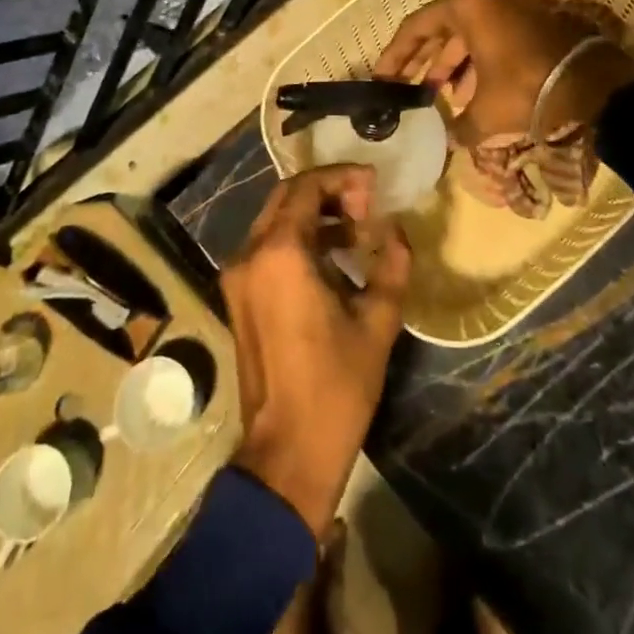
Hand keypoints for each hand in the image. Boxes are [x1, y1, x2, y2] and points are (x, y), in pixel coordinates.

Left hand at [223, 166, 410, 534]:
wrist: (286, 456)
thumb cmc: (335, 387)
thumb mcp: (377, 322)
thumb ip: (391, 264)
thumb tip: (396, 231)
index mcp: (280, 253)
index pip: (306, 187)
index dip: (342, 177)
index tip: (374, 186)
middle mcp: (250, 255)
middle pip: (287, 198)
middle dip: (328, 192)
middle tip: (367, 205)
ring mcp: (238, 278)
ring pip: (276, 221)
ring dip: (315, 216)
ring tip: (357, 232)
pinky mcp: (238, 298)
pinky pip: (269, 249)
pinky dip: (300, 240)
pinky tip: (334, 260)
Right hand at [374, 0, 633, 146]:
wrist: (595, 85)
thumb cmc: (526, 89)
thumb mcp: (484, 114)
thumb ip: (457, 126)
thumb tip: (450, 140)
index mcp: (467, 7)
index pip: (417, 26)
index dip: (395, 54)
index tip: (381, 77)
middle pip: (443, 28)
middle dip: (424, 61)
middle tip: (405, 88)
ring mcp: (514, 7)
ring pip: (470, 36)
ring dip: (452, 66)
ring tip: (439, 96)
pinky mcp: (534, 21)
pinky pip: (494, 39)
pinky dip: (479, 64)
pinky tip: (473, 94)